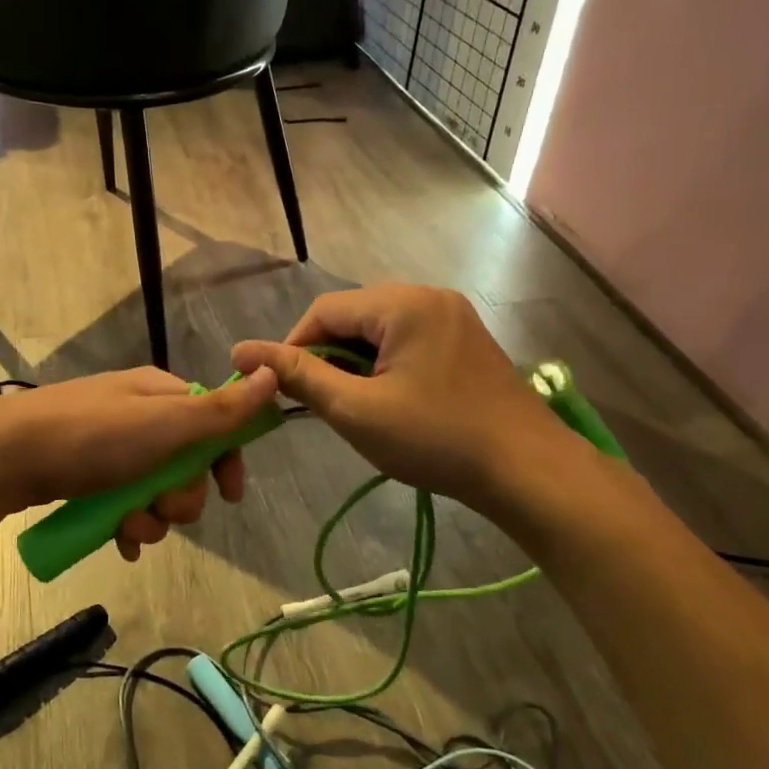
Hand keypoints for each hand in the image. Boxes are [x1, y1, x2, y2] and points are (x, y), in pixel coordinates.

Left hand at [0, 367, 279, 560]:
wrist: (2, 456)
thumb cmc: (92, 437)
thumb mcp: (165, 423)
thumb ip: (222, 410)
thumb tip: (273, 372)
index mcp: (161, 394)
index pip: (214, 423)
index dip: (226, 460)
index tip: (230, 495)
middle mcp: (138, 415)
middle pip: (185, 464)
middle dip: (181, 497)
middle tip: (161, 509)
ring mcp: (108, 445)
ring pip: (153, 490)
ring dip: (152, 518)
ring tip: (130, 530)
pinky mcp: (83, 473)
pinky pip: (121, 503)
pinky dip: (126, 524)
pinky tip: (117, 542)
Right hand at [230, 285, 579, 515]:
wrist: (528, 471)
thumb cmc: (436, 439)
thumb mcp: (356, 409)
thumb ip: (299, 376)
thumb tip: (240, 352)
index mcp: (404, 303)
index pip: (325, 310)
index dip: (293, 347)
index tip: (281, 390)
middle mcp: (430, 297)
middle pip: (354, 317)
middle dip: (327, 357)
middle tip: (318, 403)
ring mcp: (453, 318)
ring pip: (380, 332)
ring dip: (355, 365)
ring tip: (351, 407)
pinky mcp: (465, 343)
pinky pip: (408, 342)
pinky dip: (385, 368)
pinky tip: (387, 402)